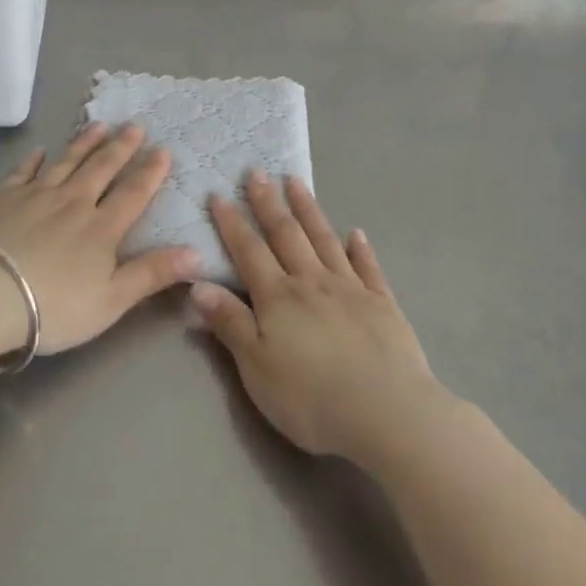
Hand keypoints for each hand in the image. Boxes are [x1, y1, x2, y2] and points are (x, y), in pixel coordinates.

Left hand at [0, 122, 199, 356]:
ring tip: (99, 125)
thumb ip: (152, 274)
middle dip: (121, 147)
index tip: (164, 149)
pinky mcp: (3, 199)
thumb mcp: (111, 300)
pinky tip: (38, 151)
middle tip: (135, 125)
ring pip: (66, 163)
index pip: (133, 193)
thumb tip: (198, 252)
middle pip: (101, 169)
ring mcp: (36, 197)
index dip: (151, 172)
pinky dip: (33, 160)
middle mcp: (73, 203)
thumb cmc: (53, 306)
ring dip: (84, 143)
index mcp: (101, 228)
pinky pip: (23, 172)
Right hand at [190, 172, 450, 464]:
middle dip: (268, 203)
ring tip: (296, 182)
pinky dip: (361, 248)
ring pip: (324, 240)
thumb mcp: (256, 367)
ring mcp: (351, 289)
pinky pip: (368, 268)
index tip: (218, 194)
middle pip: (286, 235)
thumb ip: (229, 323)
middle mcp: (312, 282)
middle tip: (257, 172)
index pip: (248, 251)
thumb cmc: (311, 397)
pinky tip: (356, 233)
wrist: (387, 413)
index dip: (232, 223)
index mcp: (278, 297)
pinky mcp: (383, 305)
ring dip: (309, 210)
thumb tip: (198, 284)